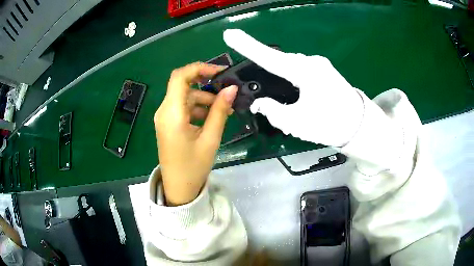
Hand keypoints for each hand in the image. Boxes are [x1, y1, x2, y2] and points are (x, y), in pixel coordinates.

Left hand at [154, 62, 236, 205]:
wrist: (178, 188)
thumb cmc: (193, 167)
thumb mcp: (210, 139)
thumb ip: (220, 111)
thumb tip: (232, 89)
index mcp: (172, 113)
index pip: (180, 77)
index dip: (200, 68)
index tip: (221, 72)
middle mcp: (164, 111)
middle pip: (184, 86)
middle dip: (207, 86)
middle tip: (227, 92)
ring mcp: (165, 118)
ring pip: (185, 97)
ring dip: (205, 99)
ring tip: (225, 110)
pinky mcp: (169, 124)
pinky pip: (183, 108)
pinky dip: (198, 109)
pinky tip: (213, 118)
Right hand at [223, 29, 363, 146]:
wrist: (360, 126)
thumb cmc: (330, 125)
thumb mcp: (297, 123)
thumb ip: (273, 112)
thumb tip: (259, 104)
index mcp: (305, 72)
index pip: (269, 57)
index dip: (247, 45)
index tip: (229, 33)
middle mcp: (312, 62)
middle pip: (280, 61)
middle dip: (266, 68)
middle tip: (261, 88)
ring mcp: (320, 64)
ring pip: (291, 65)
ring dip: (280, 76)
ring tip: (283, 96)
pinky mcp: (324, 70)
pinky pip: (301, 69)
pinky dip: (292, 78)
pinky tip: (295, 92)